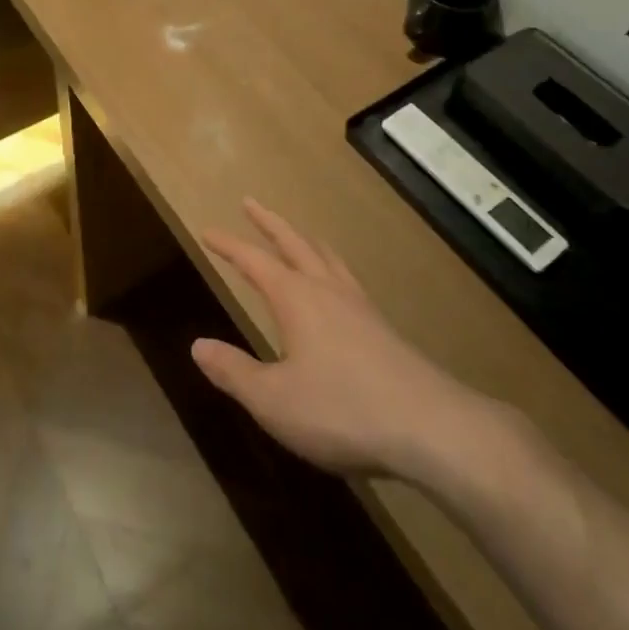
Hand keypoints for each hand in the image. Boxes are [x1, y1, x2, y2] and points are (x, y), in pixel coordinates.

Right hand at [192, 199, 511, 489]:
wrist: (431, 427)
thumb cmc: (342, 409)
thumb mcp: (274, 400)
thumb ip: (234, 372)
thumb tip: (197, 346)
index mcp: (295, 298)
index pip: (253, 260)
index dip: (228, 245)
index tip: (207, 231)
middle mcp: (326, 289)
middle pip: (293, 243)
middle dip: (268, 223)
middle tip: (250, 203)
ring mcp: (359, 305)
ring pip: (326, 257)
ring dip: (304, 240)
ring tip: (297, 235)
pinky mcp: (383, 327)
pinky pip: (348, 279)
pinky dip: (331, 266)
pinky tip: (338, 286)